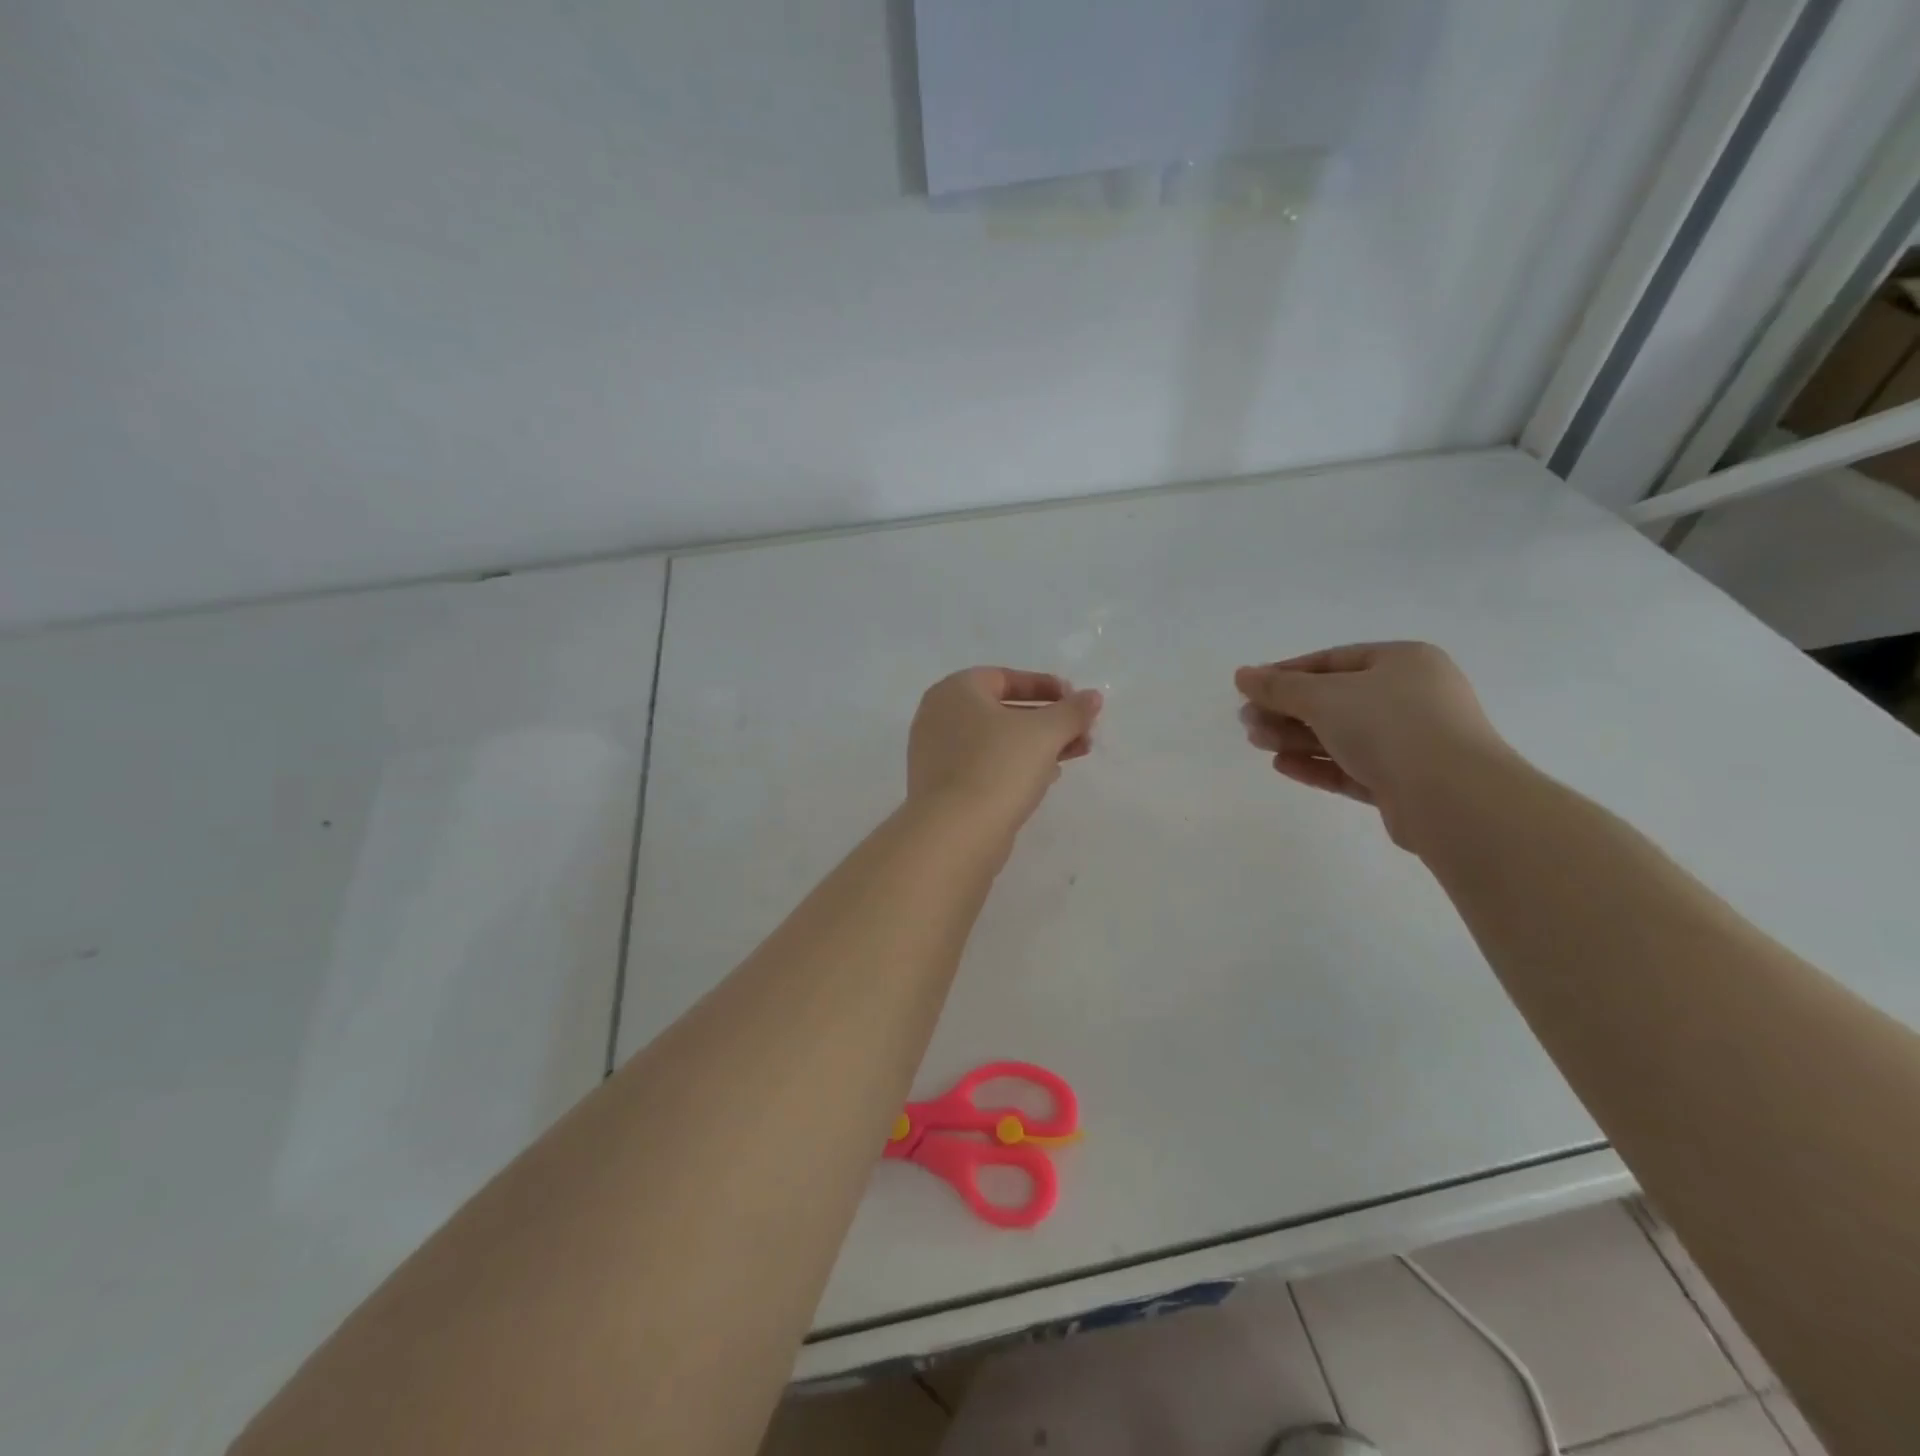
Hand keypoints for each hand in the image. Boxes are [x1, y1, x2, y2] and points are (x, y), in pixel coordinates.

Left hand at [907, 668, 1102, 834]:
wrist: (955, 833)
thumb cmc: (998, 767)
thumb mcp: (1044, 733)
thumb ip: (1072, 711)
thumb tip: (1092, 697)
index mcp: (955, 691)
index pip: (1005, 677)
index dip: (1045, 686)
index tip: (1076, 702)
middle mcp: (939, 717)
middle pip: (1003, 710)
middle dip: (1048, 720)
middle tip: (1082, 734)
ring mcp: (937, 755)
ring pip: (996, 741)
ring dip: (1037, 745)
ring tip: (1074, 756)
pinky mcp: (943, 788)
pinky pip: (985, 766)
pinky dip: (1015, 767)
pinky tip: (1045, 779)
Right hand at [1235, 642, 1513, 848]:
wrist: (1451, 797)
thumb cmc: (1389, 726)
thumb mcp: (1324, 697)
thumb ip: (1279, 687)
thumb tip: (1242, 675)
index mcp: (1403, 662)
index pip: (1332, 661)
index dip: (1286, 673)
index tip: (1249, 689)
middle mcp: (1411, 697)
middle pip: (1334, 699)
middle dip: (1287, 710)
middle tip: (1247, 722)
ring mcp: (1410, 741)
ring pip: (1341, 735)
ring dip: (1296, 737)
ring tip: (1257, 743)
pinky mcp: (1403, 782)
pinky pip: (1352, 767)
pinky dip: (1318, 764)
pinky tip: (1283, 765)